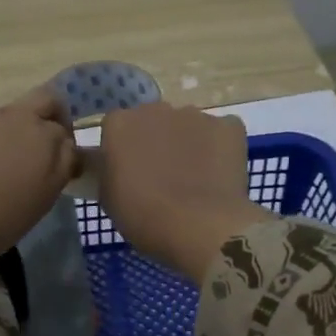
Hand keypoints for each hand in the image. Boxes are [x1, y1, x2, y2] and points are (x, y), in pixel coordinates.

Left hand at [0, 87, 78, 253]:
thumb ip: (62, 164)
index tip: (60, 163)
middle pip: (43, 100)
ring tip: (7, 164)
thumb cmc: (4, 214)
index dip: (66, 145)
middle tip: (44, 146)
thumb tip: (66, 148)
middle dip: (50, 115)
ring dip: (16, 131)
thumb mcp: (46, 195)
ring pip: (11, 115)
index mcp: (43, 134)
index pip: (64, 128)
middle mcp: (15, 117)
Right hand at [98, 103, 267, 281]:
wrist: (198, 227)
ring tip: (194, 179)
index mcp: (120, 124)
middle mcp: (155, 109)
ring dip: (187, 144)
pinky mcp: (229, 126)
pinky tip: (218, 175)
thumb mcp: (108, 198)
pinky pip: (220, 133)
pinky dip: (219, 149)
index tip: (128, 174)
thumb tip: (113, 166)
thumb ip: (106, 172)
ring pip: (187, 126)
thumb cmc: (143, 216)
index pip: (116, 129)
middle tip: (160, 177)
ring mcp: (195, 115)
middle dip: (155, 142)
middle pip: (152, 121)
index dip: (123, 150)